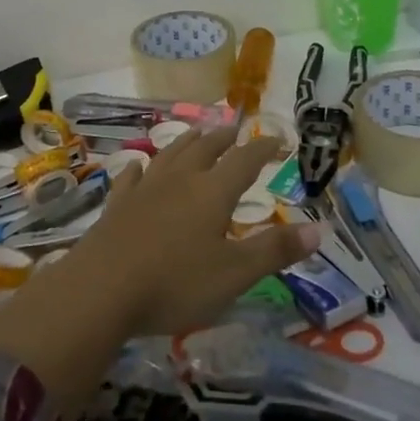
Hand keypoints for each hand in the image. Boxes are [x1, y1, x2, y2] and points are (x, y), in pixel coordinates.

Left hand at [74, 127, 322, 337]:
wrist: (100, 290)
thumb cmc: (175, 283)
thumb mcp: (235, 274)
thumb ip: (275, 250)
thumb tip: (319, 229)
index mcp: (212, 192)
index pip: (244, 160)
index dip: (263, 148)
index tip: (277, 139)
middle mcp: (180, 180)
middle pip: (205, 149)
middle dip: (224, 139)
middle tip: (234, 130)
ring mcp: (145, 189)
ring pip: (170, 155)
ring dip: (187, 142)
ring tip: (197, 133)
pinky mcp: (117, 205)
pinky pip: (131, 177)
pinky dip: (140, 168)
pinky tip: (139, 166)